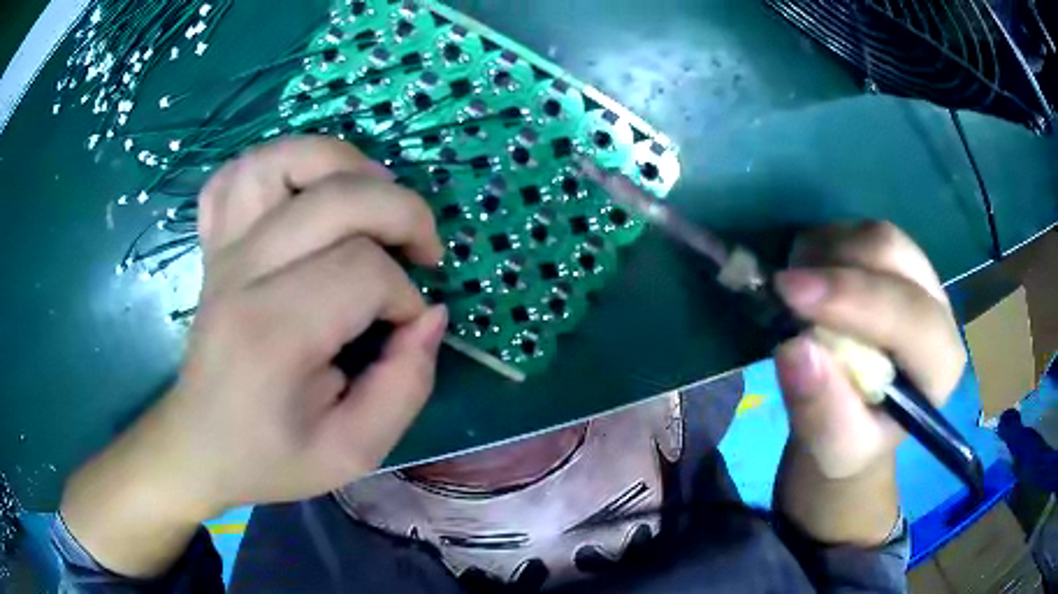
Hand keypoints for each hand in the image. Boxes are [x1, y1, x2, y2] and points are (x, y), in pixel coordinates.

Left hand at [61, 136, 446, 575]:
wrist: (197, 445)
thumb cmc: (269, 456)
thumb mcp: (353, 452)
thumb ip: (405, 387)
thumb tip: (430, 315)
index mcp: (272, 334)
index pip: (361, 271)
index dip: (404, 295)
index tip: (405, 331)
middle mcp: (242, 275)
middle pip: (335, 197)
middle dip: (400, 212)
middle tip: (422, 251)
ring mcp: (222, 250)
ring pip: (280, 160)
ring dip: (341, 163)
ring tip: (371, 197)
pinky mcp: (214, 245)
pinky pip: (237, 174)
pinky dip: (277, 164)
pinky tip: (302, 192)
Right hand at [772, 221, 965, 543]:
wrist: (857, 420)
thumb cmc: (851, 440)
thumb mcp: (833, 449)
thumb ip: (821, 412)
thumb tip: (794, 350)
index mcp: (941, 365)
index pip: (911, 316)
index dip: (854, 298)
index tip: (790, 292)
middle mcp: (938, 309)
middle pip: (893, 255)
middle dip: (835, 265)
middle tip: (783, 288)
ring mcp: (919, 276)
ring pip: (874, 235)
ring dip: (826, 252)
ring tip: (795, 289)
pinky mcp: (895, 260)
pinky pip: (858, 231)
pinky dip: (825, 245)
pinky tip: (808, 277)